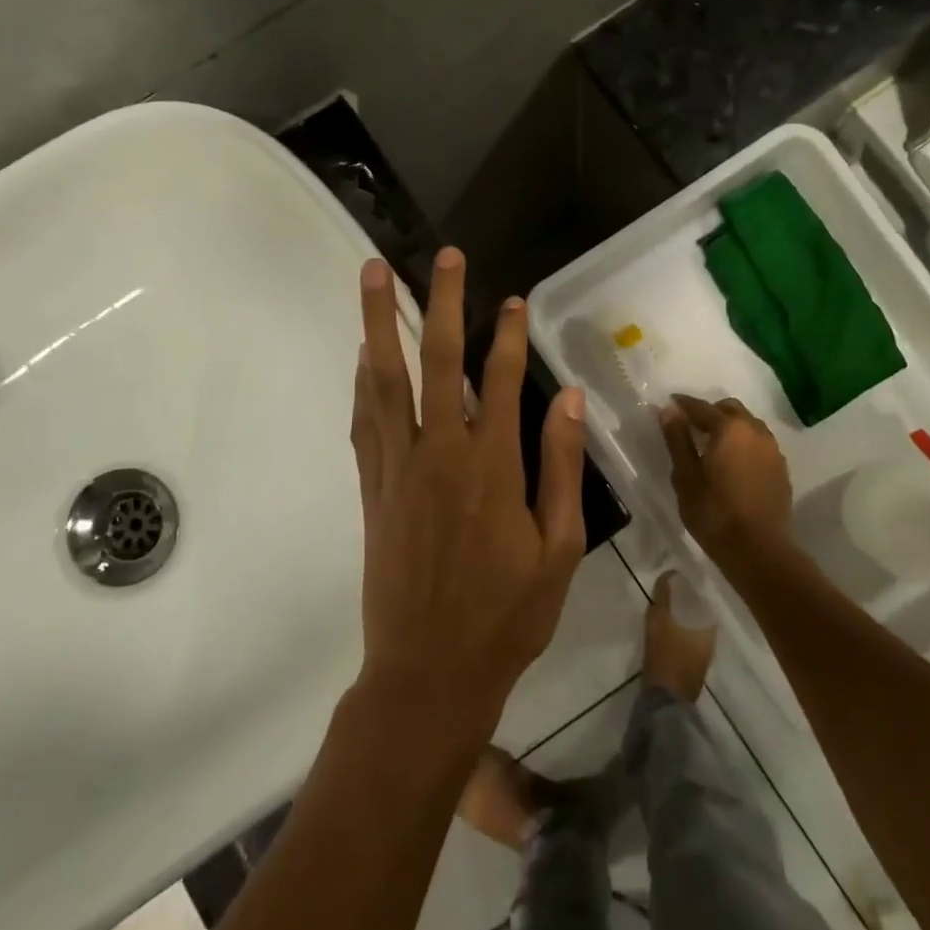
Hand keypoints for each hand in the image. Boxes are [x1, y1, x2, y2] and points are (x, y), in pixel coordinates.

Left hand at [348, 247, 587, 749]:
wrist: (430, 673)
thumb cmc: (507, 615)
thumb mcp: (559, 548)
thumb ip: (560, 467)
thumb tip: (567, 398)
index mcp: (492, 467)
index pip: (501, 380)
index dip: (508, 334)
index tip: (512, 299)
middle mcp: (440, 453)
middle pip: (437, 361)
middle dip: (441, 302)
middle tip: (445, 257)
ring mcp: (398, 469)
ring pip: (385, 381)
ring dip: (380, 324)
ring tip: (374, 275)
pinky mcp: (373, 489)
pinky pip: (364, 422)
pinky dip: (362, 382)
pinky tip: (362, 356)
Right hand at [658, 395, 795, 577]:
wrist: (760, 551)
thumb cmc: (714, 514)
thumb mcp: (685, 477)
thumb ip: (677, 440)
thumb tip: (669, 410)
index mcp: (729, 429)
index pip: (701, 407)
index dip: (683, 404)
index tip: (669, 404)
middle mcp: (754, 431)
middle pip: (729, 409)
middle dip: (709, 412)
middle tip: (690, 427)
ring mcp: (772, 449)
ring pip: (748, 425)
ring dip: (729, 427)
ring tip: (711, 445)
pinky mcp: (781, 468)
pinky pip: (759, 443)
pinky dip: (743, 443)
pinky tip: (732, 463)